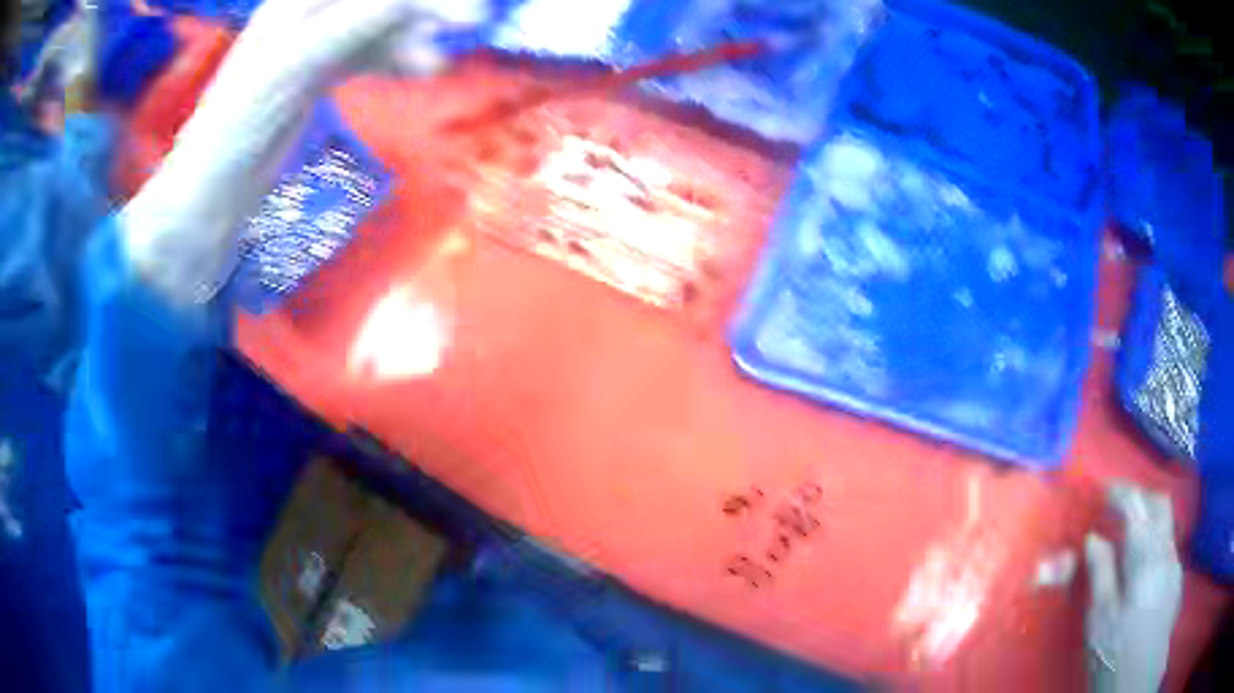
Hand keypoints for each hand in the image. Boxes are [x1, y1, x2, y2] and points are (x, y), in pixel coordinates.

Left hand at [122, 0, 488, 305]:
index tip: (461, 12)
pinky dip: (394, 57)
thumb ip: (351, 26)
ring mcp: (311, 44)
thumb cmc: (236, 132)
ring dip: (411, 34)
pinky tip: (420, 69)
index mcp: (295, 2)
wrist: (207, 199)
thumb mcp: (294, 68)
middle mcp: (305, 14)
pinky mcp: (315, 77)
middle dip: (422, 7)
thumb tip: (409, 2)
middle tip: (468, 23)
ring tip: (438, 61)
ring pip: (376, 23)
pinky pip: (366, 53)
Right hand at [1085, 484, 1182, 692]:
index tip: (1101, 494)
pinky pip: (1167, 548)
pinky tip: (1141, 572)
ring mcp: (1174, 563)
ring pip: (1166, 525)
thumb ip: (1100, 572)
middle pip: (1159, 503)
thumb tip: (1094, 538)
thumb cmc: (1116, 650)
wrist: (1141, 676)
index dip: (1119, 493)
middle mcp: (1165, 548)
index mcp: (1145, 553)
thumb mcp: (1100, 618)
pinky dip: (1154, 545)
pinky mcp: (1176, 580)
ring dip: (1148, 523)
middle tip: (1118, 510)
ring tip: (1127, 542)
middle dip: (1139, 499)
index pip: (1136, 504)